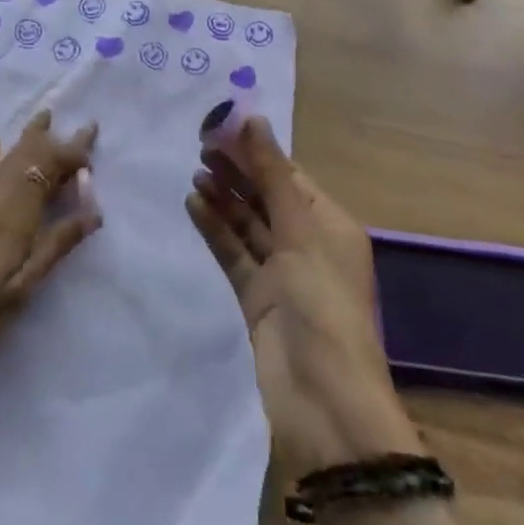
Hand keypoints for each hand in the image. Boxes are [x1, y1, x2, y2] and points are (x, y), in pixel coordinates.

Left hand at [0, 111, 100, 420]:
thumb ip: (60, 240)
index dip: (74, 154)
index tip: (93, 149)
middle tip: (85, 126)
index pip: (51, 165)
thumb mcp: (28, 282)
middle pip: (30, 154)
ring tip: (45, 116)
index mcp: (17, 207)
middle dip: (57, 139)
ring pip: (7, 155)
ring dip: (28, 136)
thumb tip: (95, 209)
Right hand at [186, 118, 422, 474]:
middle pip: (267, 196)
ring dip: (224, 198)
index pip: (289, 175)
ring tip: (194, 172)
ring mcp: (282, 273)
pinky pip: (234, 253)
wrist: (323, 405)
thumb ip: (272, 175)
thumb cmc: (322, 305)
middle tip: (200, 145)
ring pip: (248, 224)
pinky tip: (193, 205)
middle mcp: (308, 244)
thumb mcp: (300, 232)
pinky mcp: (257, 298)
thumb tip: (253, 119)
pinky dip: (215, 229)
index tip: (222, 126)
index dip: (257, 150)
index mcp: (330, 225)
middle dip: (237, 171)